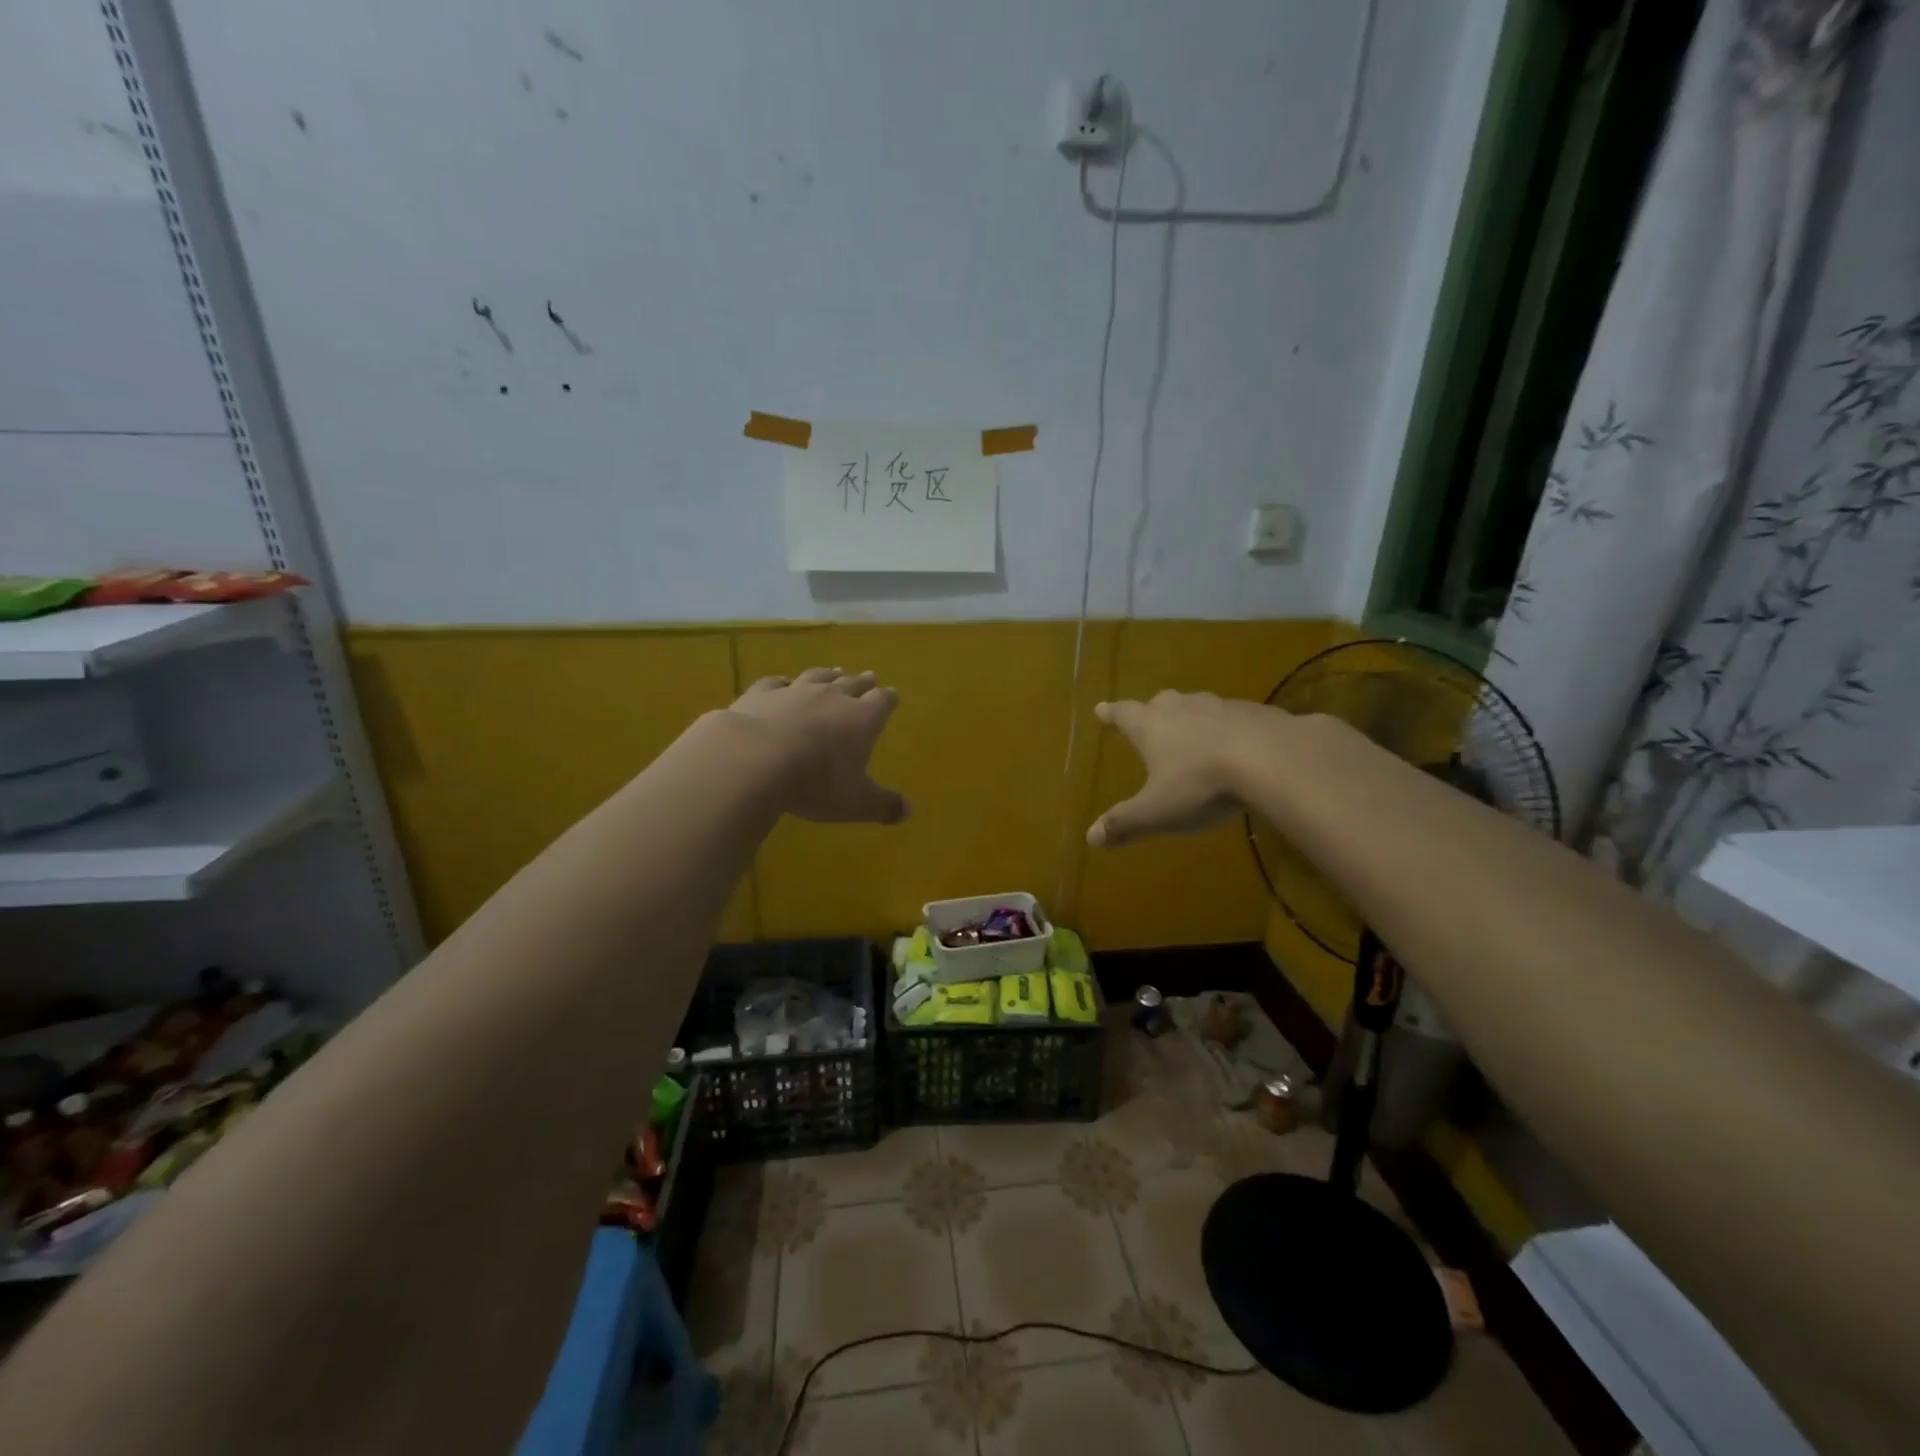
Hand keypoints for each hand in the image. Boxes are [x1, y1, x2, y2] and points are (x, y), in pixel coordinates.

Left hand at [724, 668, 908, 824]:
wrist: (754, 760)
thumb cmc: (816, 783)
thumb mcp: (856, 803)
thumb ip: (883, 805)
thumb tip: (908, 811)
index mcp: (863, 718)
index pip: (883, 701)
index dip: (888, 699)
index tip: (892, 696)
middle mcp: (833, 696)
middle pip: (853, 682)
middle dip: (863, 681)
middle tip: (869, 676)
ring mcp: (796, 690)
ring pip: (818, 676)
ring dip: (828, 674)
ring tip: (834, 671)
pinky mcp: (762, 693)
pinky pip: (777, 681)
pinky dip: (783, 682)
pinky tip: (783, 683)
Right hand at [1086, 691, 1281, 847]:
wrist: (1273, 760)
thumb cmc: (1202, 785)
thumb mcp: (1158, 811)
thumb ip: (1125, 823)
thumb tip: (1091, 837)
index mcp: (1152, 726)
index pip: (1123, 714)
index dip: (1110, 714)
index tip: (1101, 708)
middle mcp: (1183, 708)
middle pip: (1162, 703)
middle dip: (1154, 712)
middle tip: (1150, 719)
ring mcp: (1223, 707)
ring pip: (1200, 707)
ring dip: (1194, 718)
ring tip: (1196, 733)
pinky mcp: (1259, 713)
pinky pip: (1238, 718)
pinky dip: (1232, 728)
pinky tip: (1241, 745)